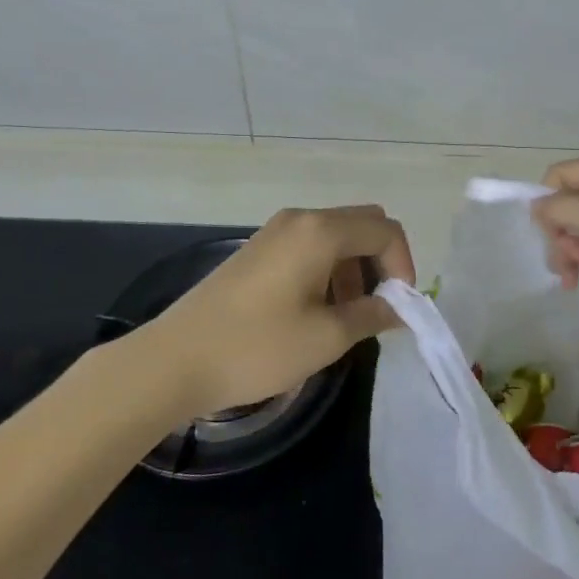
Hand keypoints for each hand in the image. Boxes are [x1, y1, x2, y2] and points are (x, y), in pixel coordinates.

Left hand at [148, 205, 414, 415]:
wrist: (175, 360)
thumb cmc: (257, 347)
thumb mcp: (326, 337)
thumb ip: (372, 314)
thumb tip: (398, 308)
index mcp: (321, 231)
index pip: (385, 230)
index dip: (403, 266)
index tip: (398, 308)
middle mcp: (301, 219)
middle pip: (363, 223)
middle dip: (380, 261)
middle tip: (378, 306)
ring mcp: (276, 231)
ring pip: (336, 235)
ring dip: (354, 267)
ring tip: (347, 316)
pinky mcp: (258, 248)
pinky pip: (310, 245)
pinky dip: (328, 268)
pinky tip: (316, 310)